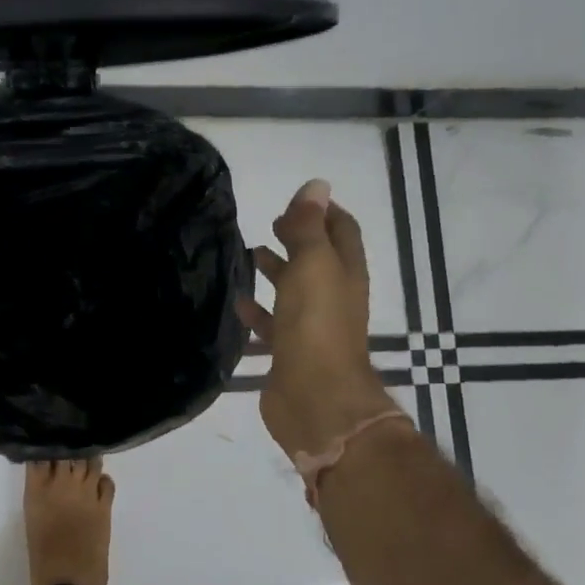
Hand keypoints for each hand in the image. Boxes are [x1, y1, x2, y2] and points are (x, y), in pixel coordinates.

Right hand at [238, 180, 399, 469]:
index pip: (342, 231)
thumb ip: (310, 228)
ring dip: (277, 272)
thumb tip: (316, 186)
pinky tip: (239, 303)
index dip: (324, 212)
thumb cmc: (316, 325)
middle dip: (297, 239)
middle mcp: (333, 298)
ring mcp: (312, 327)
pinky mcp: (290, 352)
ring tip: (249, 255)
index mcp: (345, 273)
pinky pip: (274, 324)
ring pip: (294, 291)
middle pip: (318, 260)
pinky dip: (259, 311)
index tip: (298, 200)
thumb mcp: (313, 265)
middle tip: (271, 224)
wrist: (316, 398)